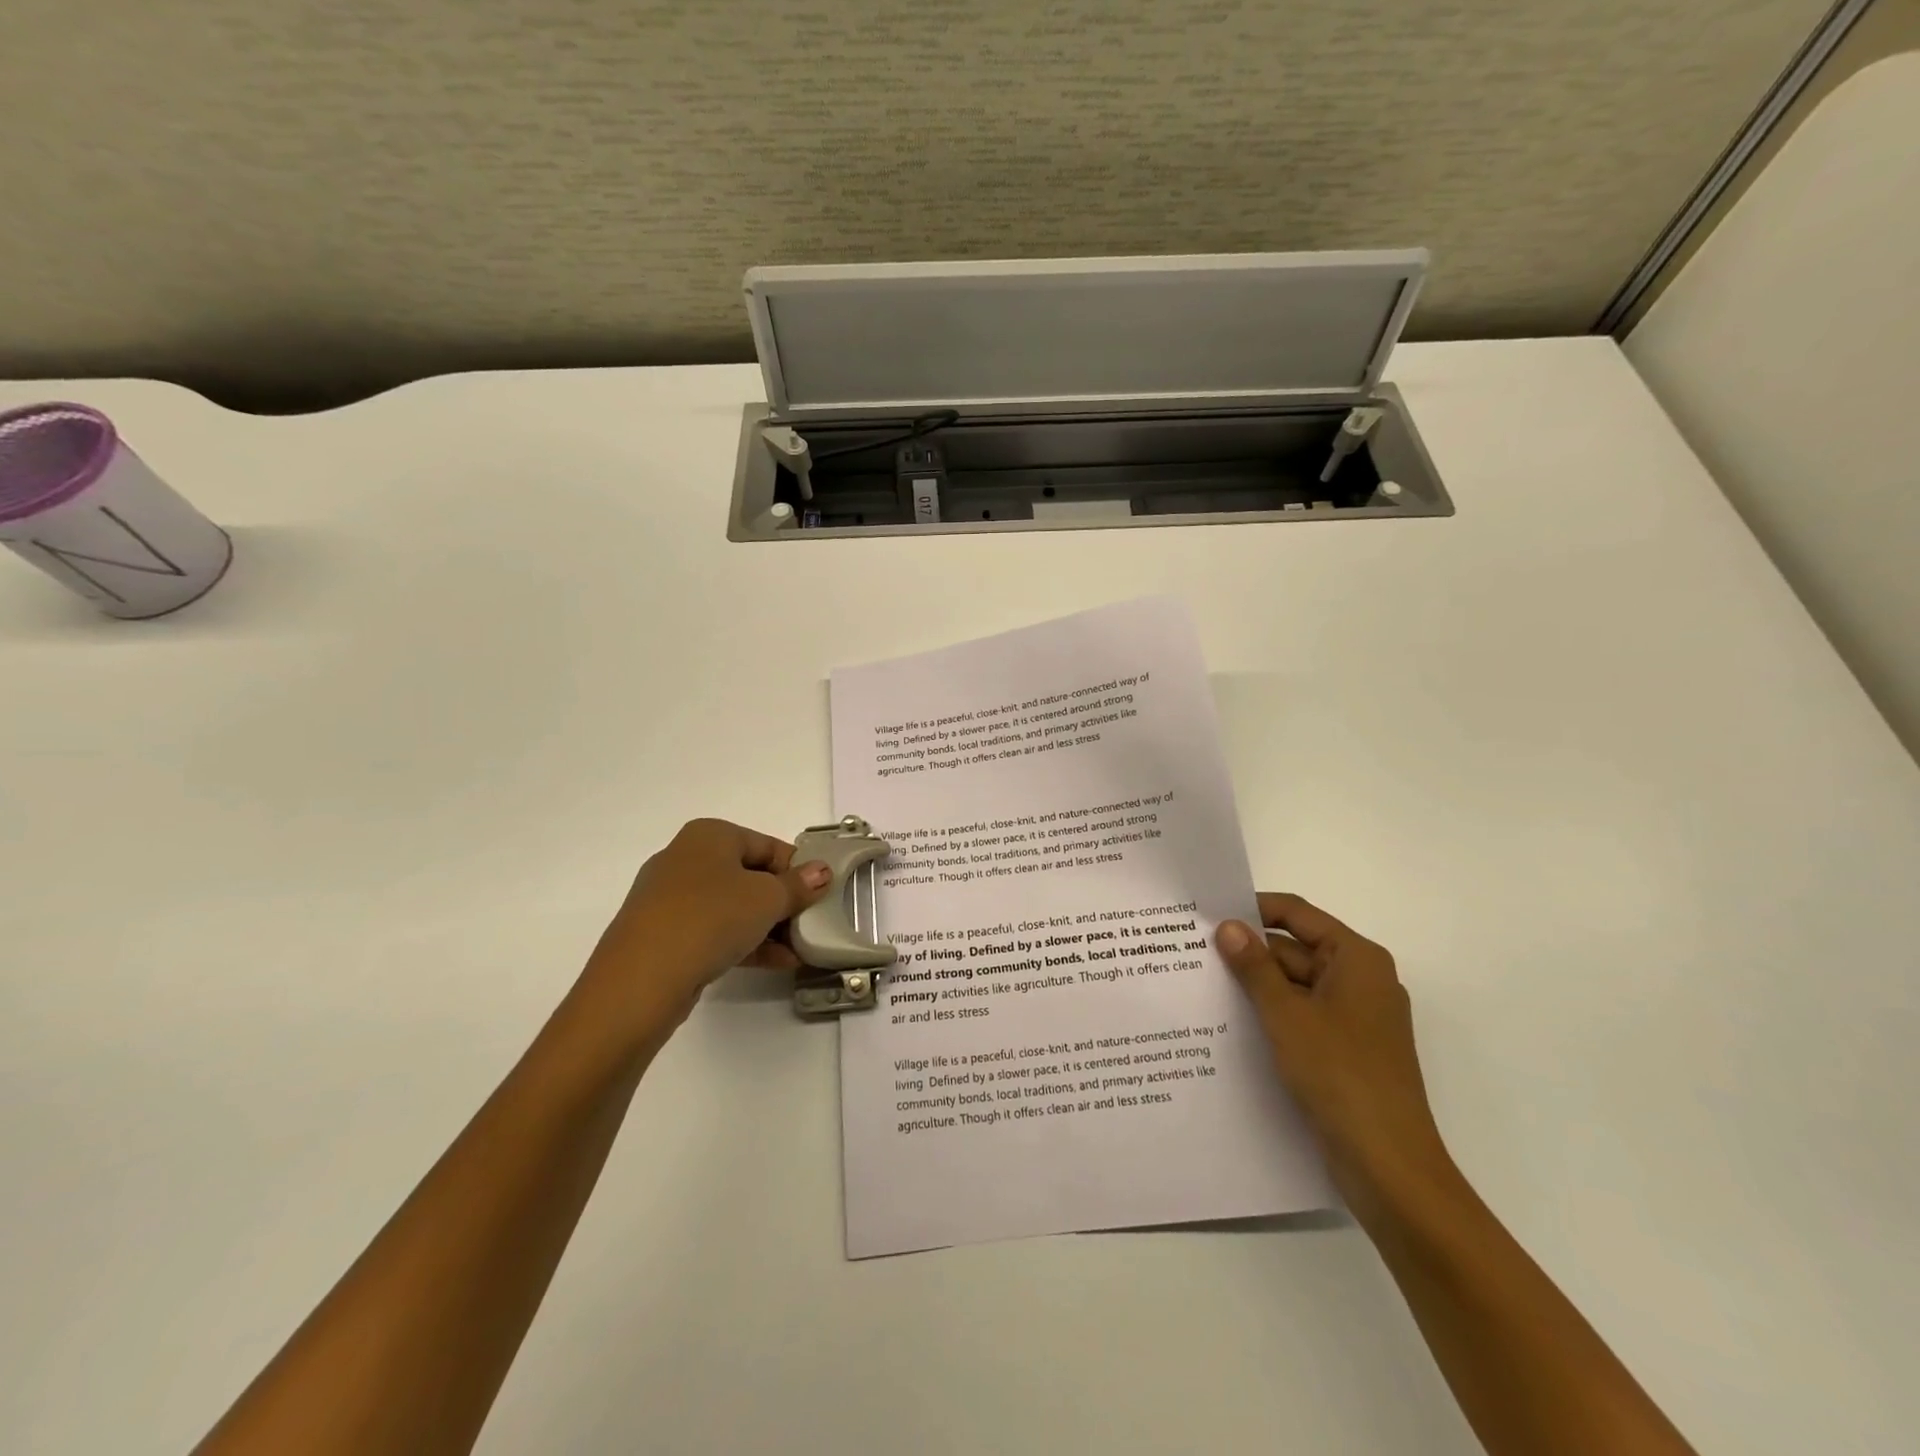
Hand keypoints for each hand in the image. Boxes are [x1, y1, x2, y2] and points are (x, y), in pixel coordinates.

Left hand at [582, 818, 833, 1038]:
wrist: (641, 980)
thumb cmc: (710, 918)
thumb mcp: (767, 899)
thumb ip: (798, 886)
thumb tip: (821, 872)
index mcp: (709, 835)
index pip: (767, 846)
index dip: (798, 870)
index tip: (820, 896)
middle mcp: (686, 858)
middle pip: (749, 876)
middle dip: (783, 902)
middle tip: (809, 925)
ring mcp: (670, 898)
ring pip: (732, 906)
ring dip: (767, 927)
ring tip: (798, 951)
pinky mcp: (663, 934)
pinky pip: (713, 930)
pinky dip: (743, 942)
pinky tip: (775, 963)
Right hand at [1217, 894, 1457, 1222]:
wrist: (1388, 1165)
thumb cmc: (1339, 1075)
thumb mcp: (1286, 1014)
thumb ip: (1254, 966)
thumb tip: (1227, 925)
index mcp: (1356, 959)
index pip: (1297, 914)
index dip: (1253, 909)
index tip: (1208, 914)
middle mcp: (1360, 980)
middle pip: (1295, 949)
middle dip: (1249, 952)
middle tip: (1194, 952)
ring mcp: (1354, 1017)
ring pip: (1295, 985)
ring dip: (1256, 986)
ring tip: (1202, 984)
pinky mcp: (1346, 1049)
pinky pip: (1301, 1015)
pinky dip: (1271, 1014)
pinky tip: (1231, 1022)